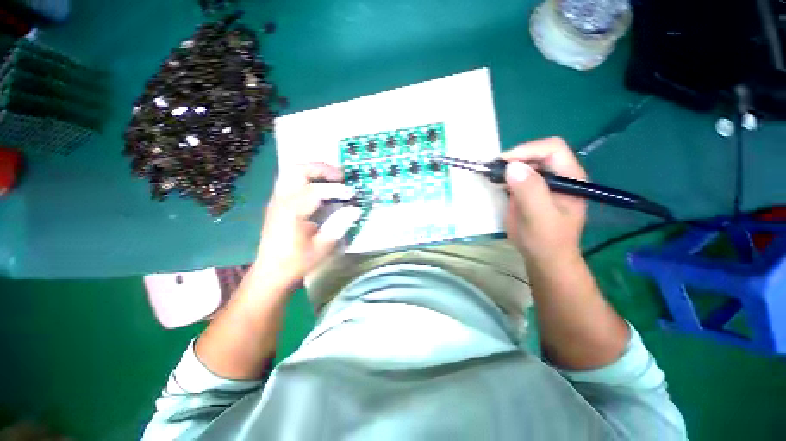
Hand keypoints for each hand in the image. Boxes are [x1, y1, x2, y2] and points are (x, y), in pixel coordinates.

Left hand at [255, 162, 361, 291]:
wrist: (271, 272)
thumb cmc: (297, 262)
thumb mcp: (323, 247)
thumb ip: (339, 224)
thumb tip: (355, 209)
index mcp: (291, 212)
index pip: (316, 191)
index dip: (337, 190)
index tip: (353, 195)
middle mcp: (281, 200)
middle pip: (298, 170)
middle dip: (322, 169)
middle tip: (341, 176)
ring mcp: (276, 199)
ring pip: (292, 171)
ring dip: (314, 170)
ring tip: (332, 177)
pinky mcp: (277, 203)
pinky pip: (291, 180)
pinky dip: (307, 177)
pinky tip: (320, 187)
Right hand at [501, 137, 587, 260]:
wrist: (543, 258)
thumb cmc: (546, 240)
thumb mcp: (539, 217)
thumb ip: (530, 192)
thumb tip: (512, 166)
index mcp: (570, 178)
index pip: (552, 149)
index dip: (527, 150)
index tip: (503, 163)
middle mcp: (558, 176)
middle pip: (536, 153)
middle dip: (514, 158)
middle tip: (492, 169)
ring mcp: (542, 183)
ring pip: (525, 163)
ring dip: (506, 166)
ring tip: (490, 174)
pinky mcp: (529, 191)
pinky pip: (516, 176)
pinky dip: (503, 176)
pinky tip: (494, 182)